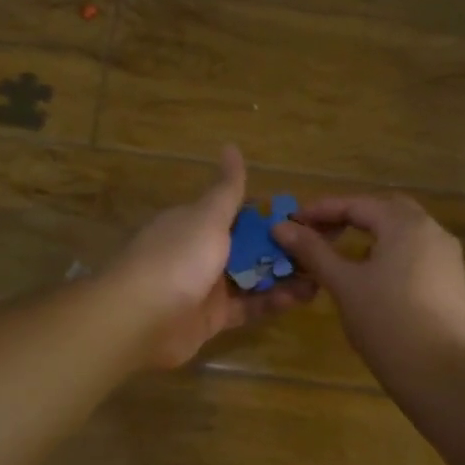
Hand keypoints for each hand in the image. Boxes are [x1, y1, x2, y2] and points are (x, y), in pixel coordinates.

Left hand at [107, 145, 318, 368]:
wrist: (141, 318)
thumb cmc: (178, 258)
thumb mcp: (207, 217)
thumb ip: (227, 189)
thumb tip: (231, 146)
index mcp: (195, 222)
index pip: (237, 213)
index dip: (269, 216)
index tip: (305, 218)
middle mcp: (200, 252)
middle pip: (247, 247)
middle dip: (281, 248)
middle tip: (322, 249)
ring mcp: (206, 287)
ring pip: (250, 278)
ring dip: (282, 275)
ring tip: (321, 274)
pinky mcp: (212, 319)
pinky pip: (248, 307)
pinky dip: (272, 302)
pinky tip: (302, 297)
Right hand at [270, 193, 464, 375]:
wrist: (439, 372)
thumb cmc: (385, 321)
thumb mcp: (343, 283)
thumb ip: (313, 251)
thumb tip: (281, 227)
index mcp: (405, 224)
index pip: (357, 204)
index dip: (322, 210)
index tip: (293, 222)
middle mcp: (432, 230)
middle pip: (385, 210)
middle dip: (350, 216)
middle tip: (319, 232)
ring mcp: (447, 256)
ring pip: (403, 232)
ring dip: (371, 234)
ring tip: (340, 253)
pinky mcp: (452, 280)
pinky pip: (416, 252)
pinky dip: (390, 252)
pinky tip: (371, 275)